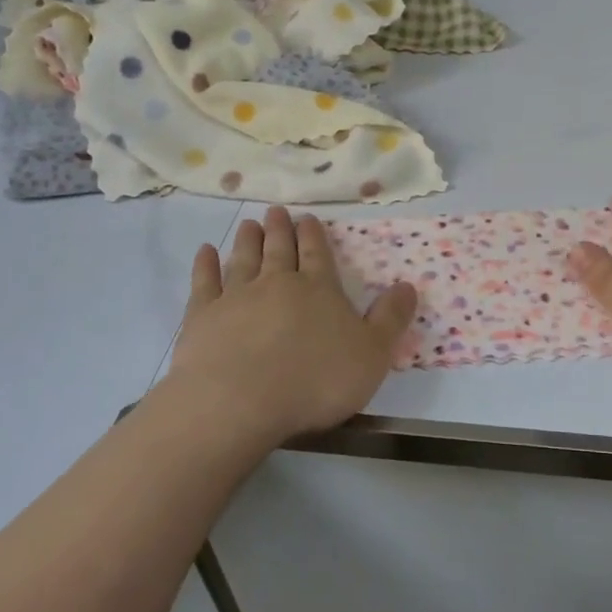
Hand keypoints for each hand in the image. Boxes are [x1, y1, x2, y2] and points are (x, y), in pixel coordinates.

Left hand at [167, 207, 416, 445]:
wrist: (240, 401)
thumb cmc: (315, 380)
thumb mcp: (372, 354)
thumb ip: (390, 319)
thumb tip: (408, 286)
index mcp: (319, 290)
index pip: (318, 254)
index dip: (314, 236)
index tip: (307, 219)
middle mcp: (277, 283)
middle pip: (279, 250)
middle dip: (280, 229)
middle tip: (276, 211)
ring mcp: (236, 297)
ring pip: (244, 259)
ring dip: (248, 240)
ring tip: (249, 225)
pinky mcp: (202, 316)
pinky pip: (204, 282)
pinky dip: (205, 264)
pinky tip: (205, 251)